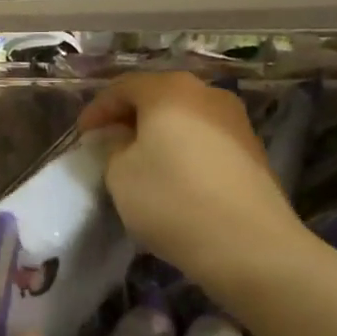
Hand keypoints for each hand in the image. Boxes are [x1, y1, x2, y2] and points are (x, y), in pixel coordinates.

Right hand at [78, 72, 307, 293]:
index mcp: (169, 89)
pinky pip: (206, 138)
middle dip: (129, 118)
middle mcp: (206, 93)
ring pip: (184, 117)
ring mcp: (236, 121)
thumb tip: (123, 139)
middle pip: (157, 97)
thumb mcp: (120, 174)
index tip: (82, 136)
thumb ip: (113, 147)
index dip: (97, 110)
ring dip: (159, 133)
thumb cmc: (173, 200)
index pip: (122, 88)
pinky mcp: (254, 151)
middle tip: (109, 142)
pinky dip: (184, 149)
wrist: (252, 247)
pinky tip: (175, 176)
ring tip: (141, 161)